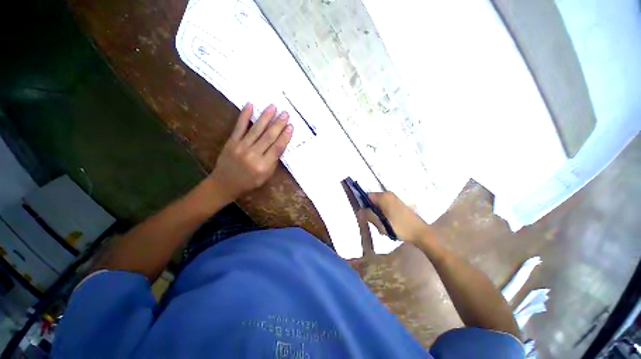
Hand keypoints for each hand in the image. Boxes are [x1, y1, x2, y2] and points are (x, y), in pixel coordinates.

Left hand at [208, 103, 292, 201]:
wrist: (224, 184)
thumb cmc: (249, 182)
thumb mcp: (266, 176)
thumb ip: (273, 161)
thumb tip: (281, 145)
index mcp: (263, 166)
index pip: (277, 148)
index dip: (285, 136)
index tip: (291, 126)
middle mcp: (253, 155)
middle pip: (268, 137)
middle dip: (278, 124)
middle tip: (285, 113)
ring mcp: (241, 147)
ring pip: (256, 129)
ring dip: (265, 117)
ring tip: (273, 106)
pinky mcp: (231, 142)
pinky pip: (239, 127)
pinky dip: (244, 116)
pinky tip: (250, 105)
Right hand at [360, 191, 431, 243]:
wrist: (420, 232)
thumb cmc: (400, 228)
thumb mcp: (381, 224)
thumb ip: (368, 216)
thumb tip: (359, 210)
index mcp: (383, 196)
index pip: (366, 196)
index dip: (363, 205)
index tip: (365, 216)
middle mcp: (388, 194)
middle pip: (372, 200)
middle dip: (371, 210)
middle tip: (375, 222)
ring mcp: (393, 198)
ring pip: (378, 204)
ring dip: (377, 213)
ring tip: (382, 224)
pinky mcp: (397, 203)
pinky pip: (384, 205)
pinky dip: (382, 213)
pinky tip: (387, 222)